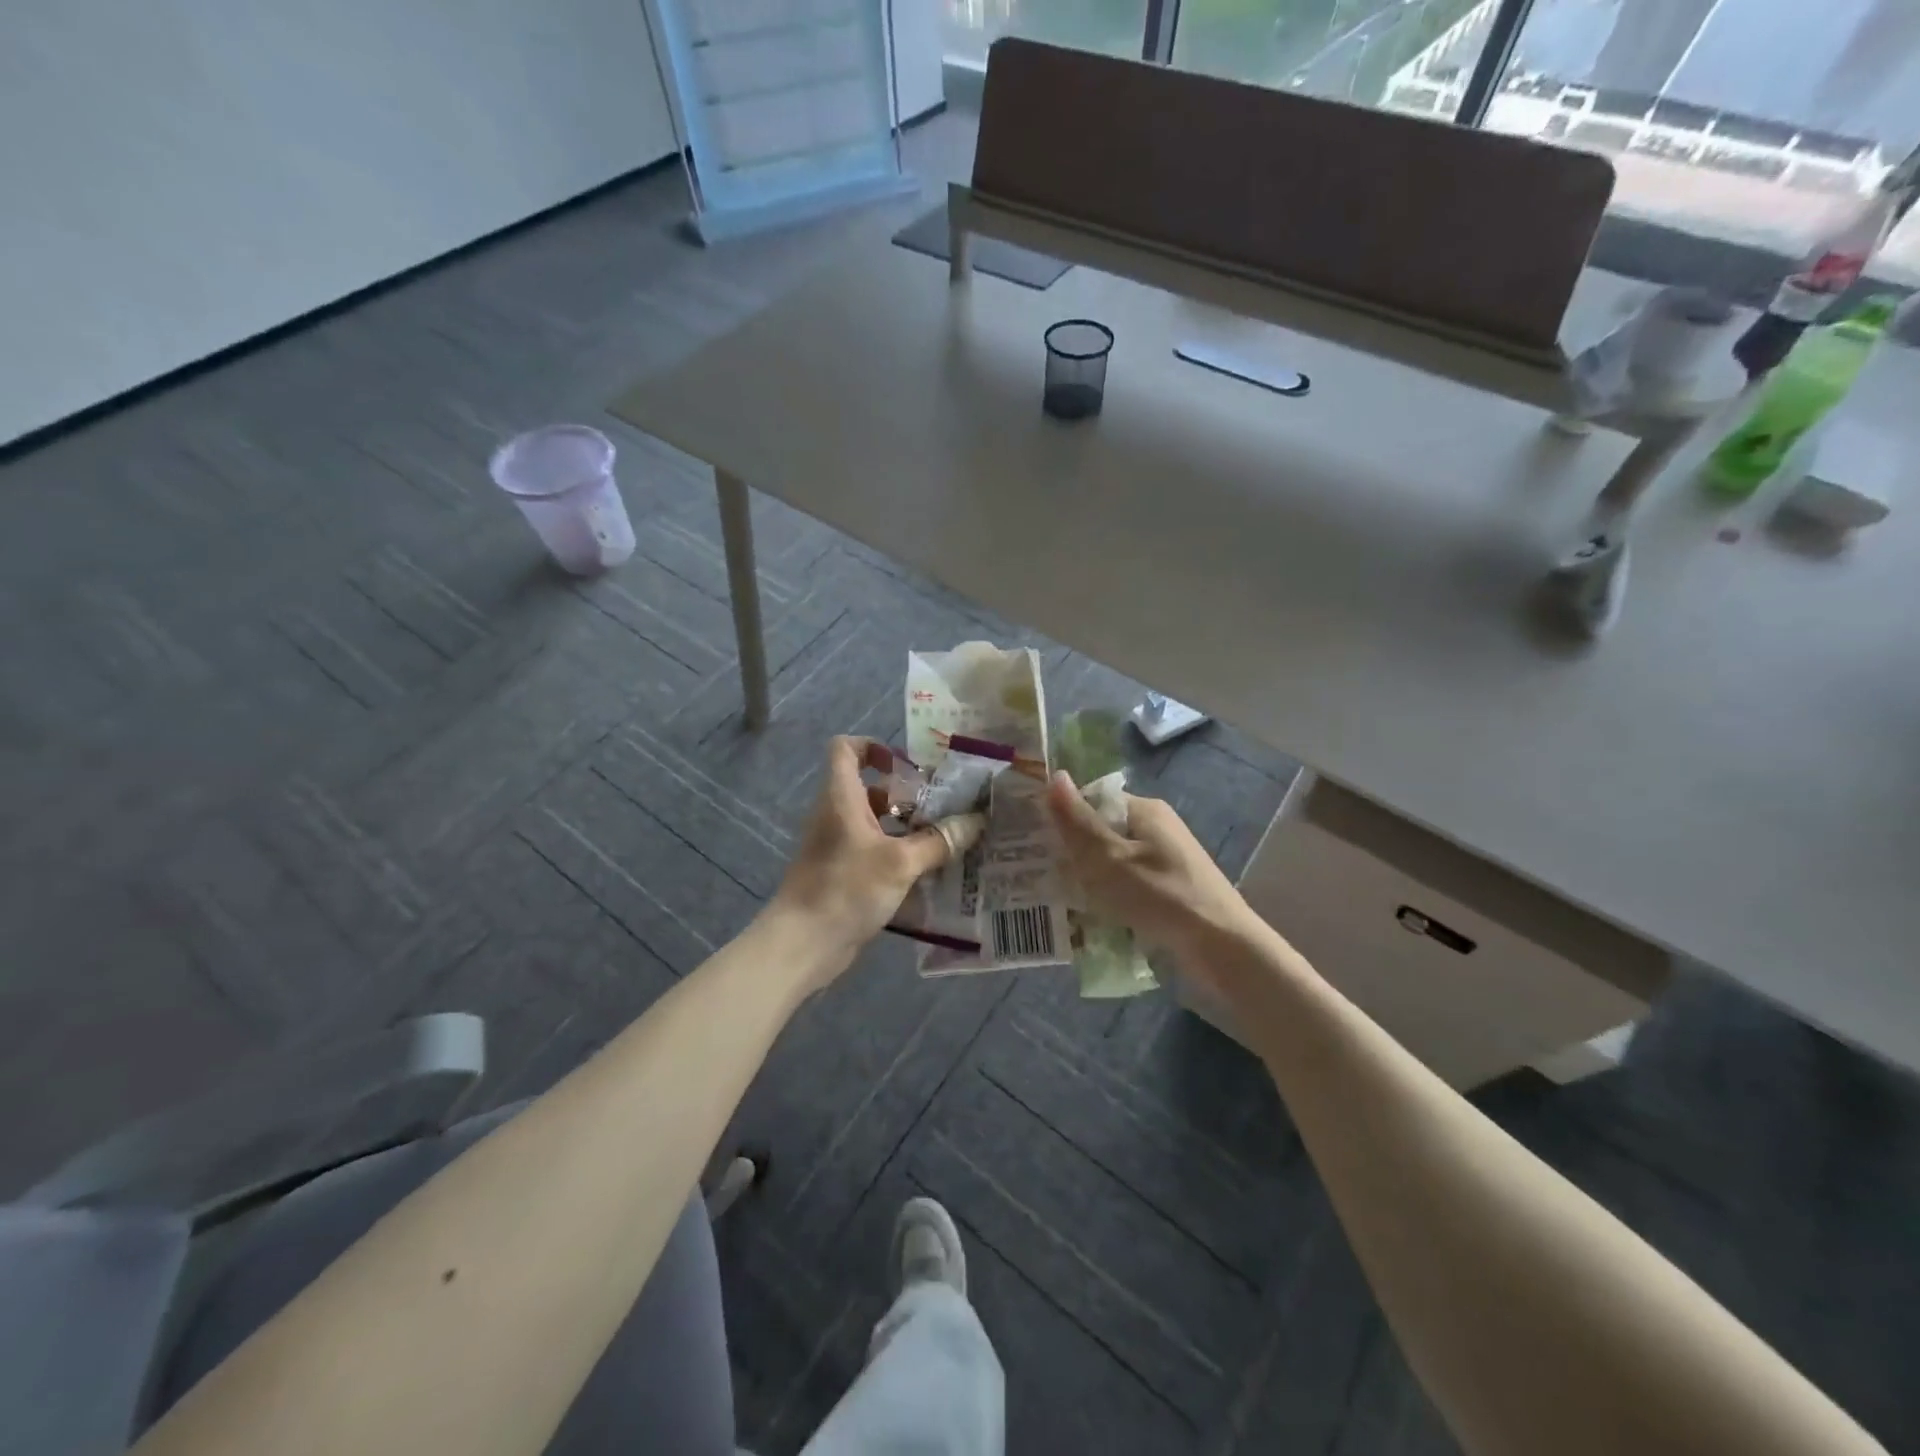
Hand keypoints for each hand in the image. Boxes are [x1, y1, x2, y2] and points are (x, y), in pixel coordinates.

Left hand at [773, 737, 951, 981]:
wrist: (802, 944)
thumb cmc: (846, 888)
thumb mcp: (900, 863)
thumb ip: (938, 841)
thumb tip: (975, 821)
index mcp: (841, 797)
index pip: (845, 748)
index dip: (874, 747)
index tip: (907, 767)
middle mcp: (835, 814)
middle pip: (868, 787)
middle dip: (904, 793)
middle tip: (941, 806)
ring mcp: (836, 845)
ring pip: (873, 822)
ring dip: (905, 826)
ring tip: (943, 838)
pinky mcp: (841, 874)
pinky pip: (872, 851)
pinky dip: (897, 853)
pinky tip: (927, 871)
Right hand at [1045, 772, 1256, 968]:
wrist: (1221, 947)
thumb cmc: (1160, 895)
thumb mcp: (1108, 858)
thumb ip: (1077, 821)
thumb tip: (1054, 775)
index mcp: (1144, 810)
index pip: (1092, 801)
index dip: (1062, 816)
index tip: (1033, 839)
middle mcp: (1156, 829)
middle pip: (1101, 832)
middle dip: (1072, 852)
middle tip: (1038, 873)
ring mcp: (1165, 860)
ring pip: (1112, 862)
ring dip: (1088, 878)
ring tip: (1057, 899)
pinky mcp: (1169, 889)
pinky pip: (1127, 885)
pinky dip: (1109, 897)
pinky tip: (1090, 919)